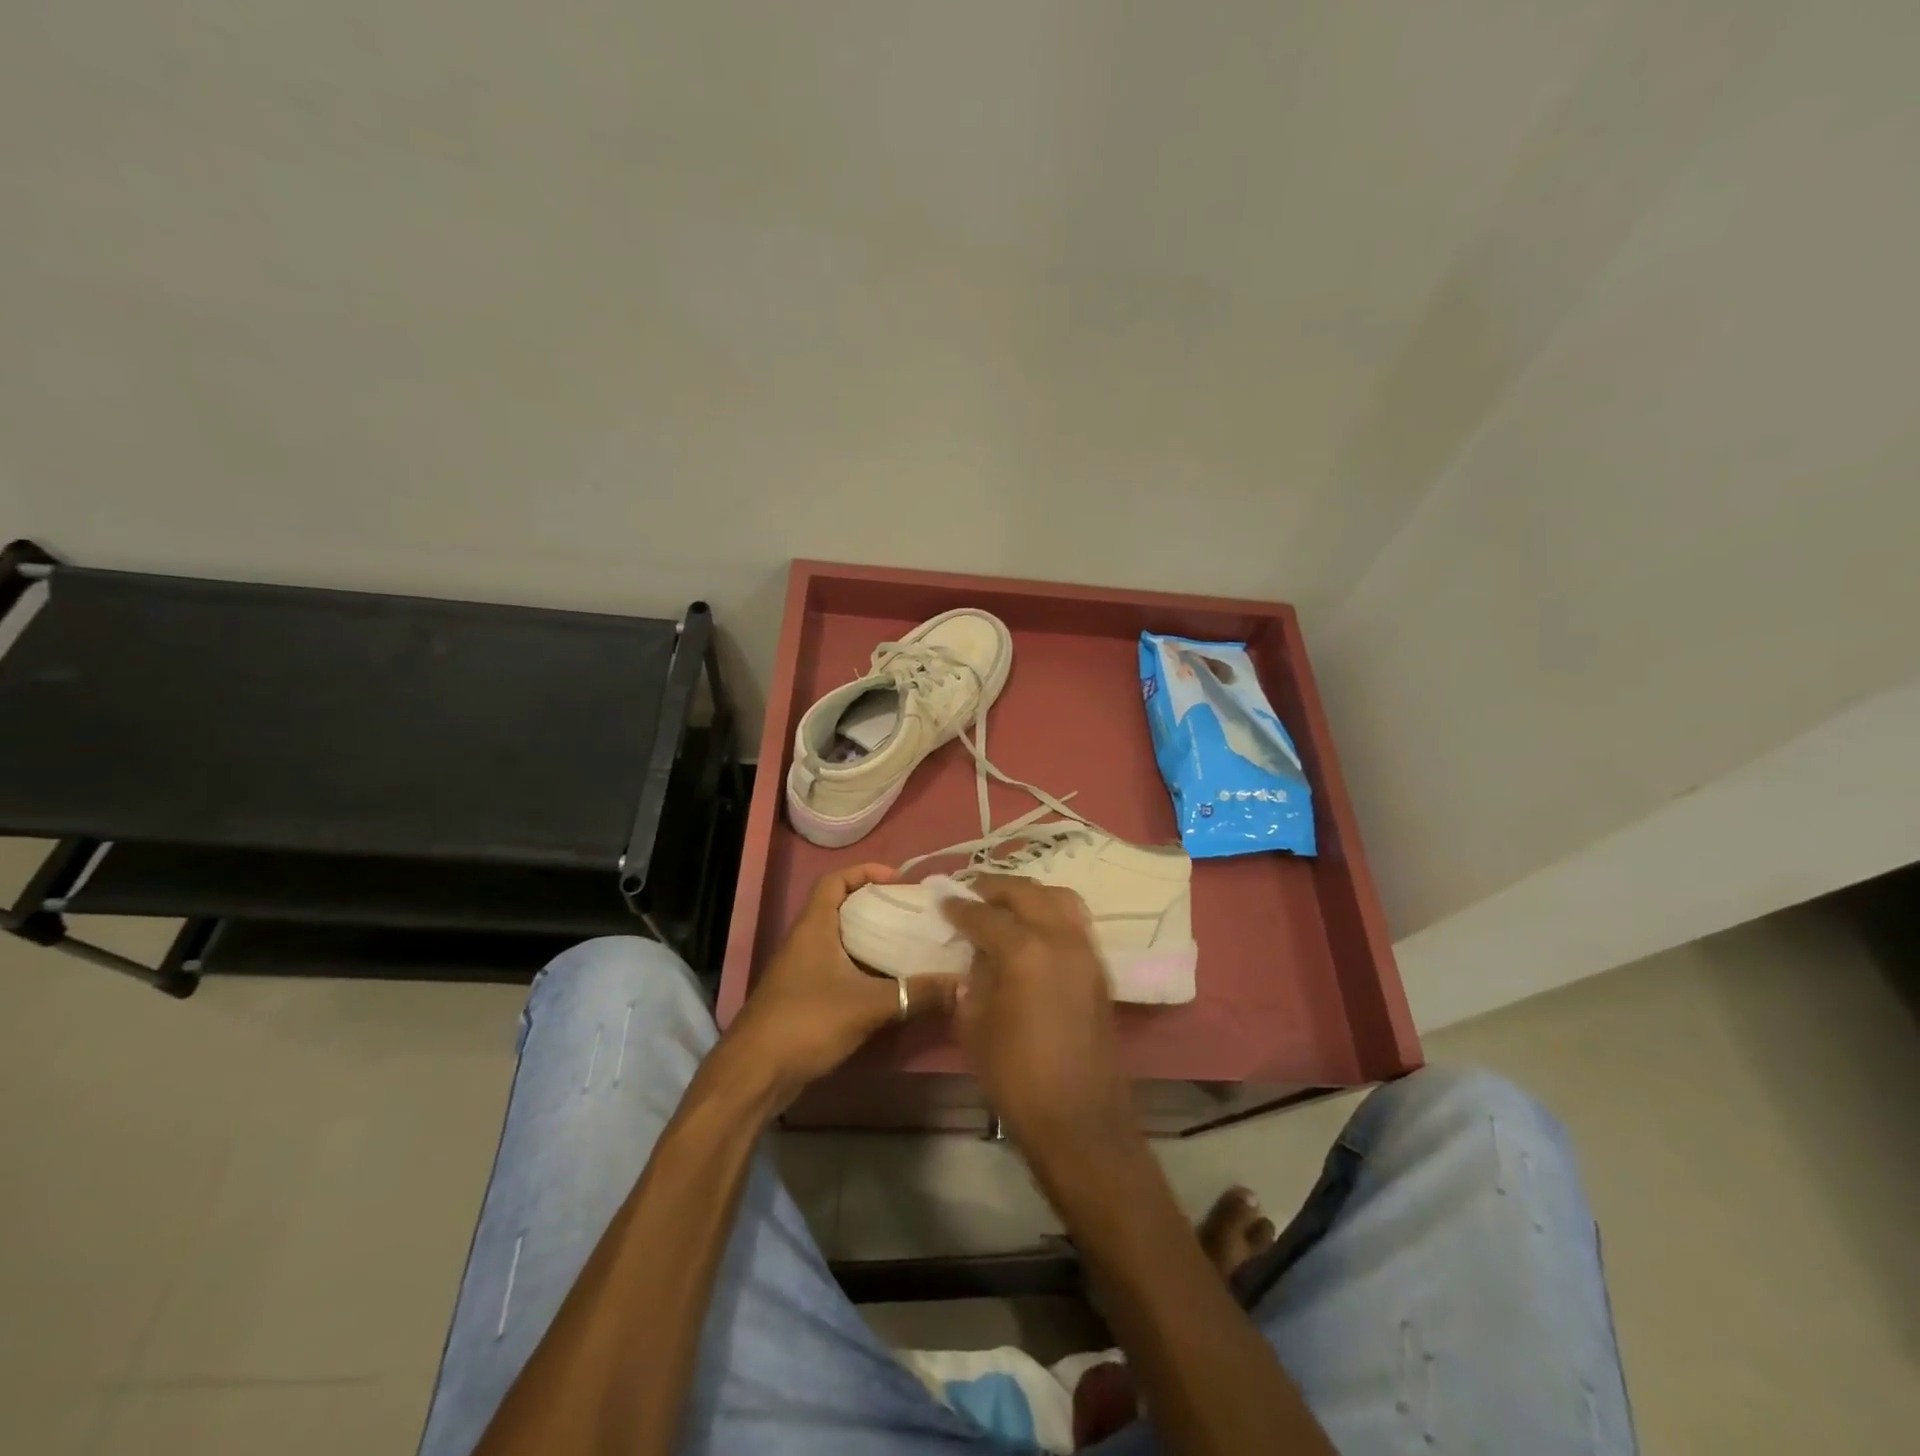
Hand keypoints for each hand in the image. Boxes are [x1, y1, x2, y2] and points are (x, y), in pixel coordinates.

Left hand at [728, 864, 958, 1103]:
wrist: (754, 1073)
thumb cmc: (807, 1021)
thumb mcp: (868, 1005)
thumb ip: (915, 993)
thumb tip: (962, 984)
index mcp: (814, 926)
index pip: (835, 880)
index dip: (865, 871)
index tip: (898, 880)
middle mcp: (805, 941)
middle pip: (841, 908)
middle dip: (876, 907)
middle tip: (912, 915)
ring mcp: (800, 970)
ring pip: (840, 941)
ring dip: (870, 940)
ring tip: (908, 946)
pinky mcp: (802, 998)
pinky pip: (837, 969)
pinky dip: (861, 969)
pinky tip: (888, 985)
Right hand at [942, 876, 1135, 1156]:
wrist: (1078, 1117)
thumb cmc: (1016, 1076)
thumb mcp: (974, 1026)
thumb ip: (972, 981)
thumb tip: (976, 958)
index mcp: (1023, 951)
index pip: (984, 915)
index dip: (960, 908)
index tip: (944, 901)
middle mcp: (1059, 938)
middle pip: (1026, 893)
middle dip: (995, 888)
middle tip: (973, 892)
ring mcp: (1085, 950)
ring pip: (1059, 898)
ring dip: (1030, 894)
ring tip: (1007, 904)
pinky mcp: (1100, 967)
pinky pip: (1075, 921)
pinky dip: (1052, 912)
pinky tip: (1034, 928)